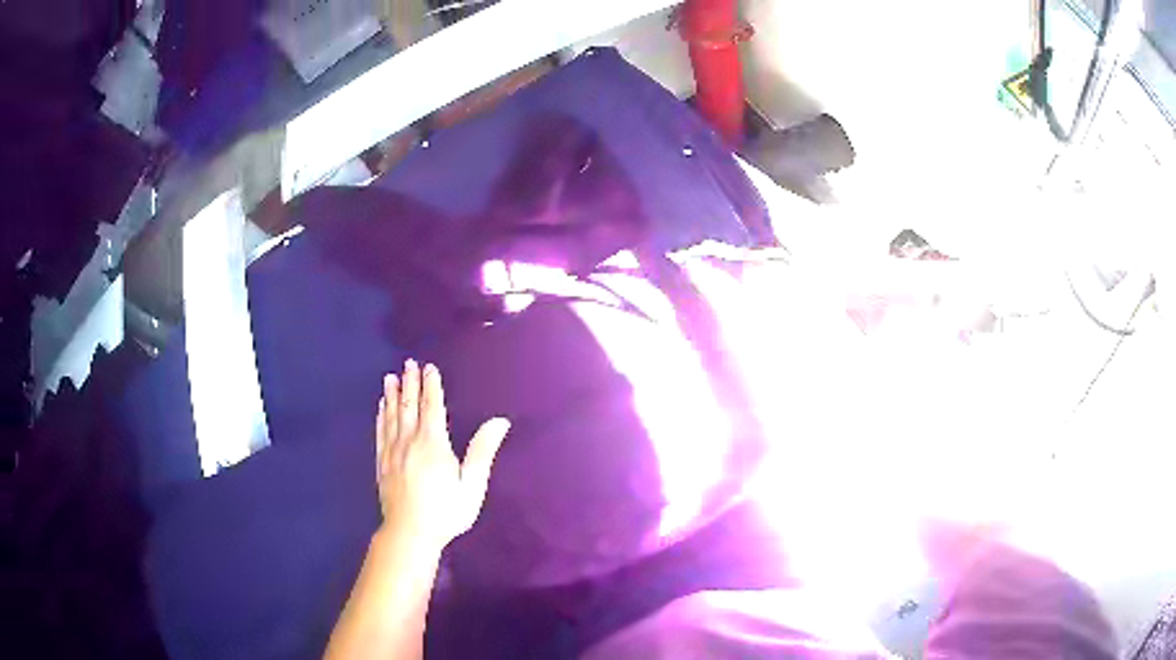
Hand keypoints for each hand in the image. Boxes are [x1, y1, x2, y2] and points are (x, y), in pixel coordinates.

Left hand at [376, 360, 509, 549]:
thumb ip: (483, 452)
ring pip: (392, 416)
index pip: (432, 407)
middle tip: (408, 363)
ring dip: (393, 395)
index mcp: (434, 444)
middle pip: (409, 407)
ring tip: (390, 377)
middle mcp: (410, 441)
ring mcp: (393, 452)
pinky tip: (381, 407)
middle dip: (410, 383)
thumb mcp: (472, 485)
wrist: (410, 533)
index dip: (431, 386)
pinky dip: (381, 416)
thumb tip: (499, 422)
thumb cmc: (446, 511)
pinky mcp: (382, 463)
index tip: (429, 367)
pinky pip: (381, 432)